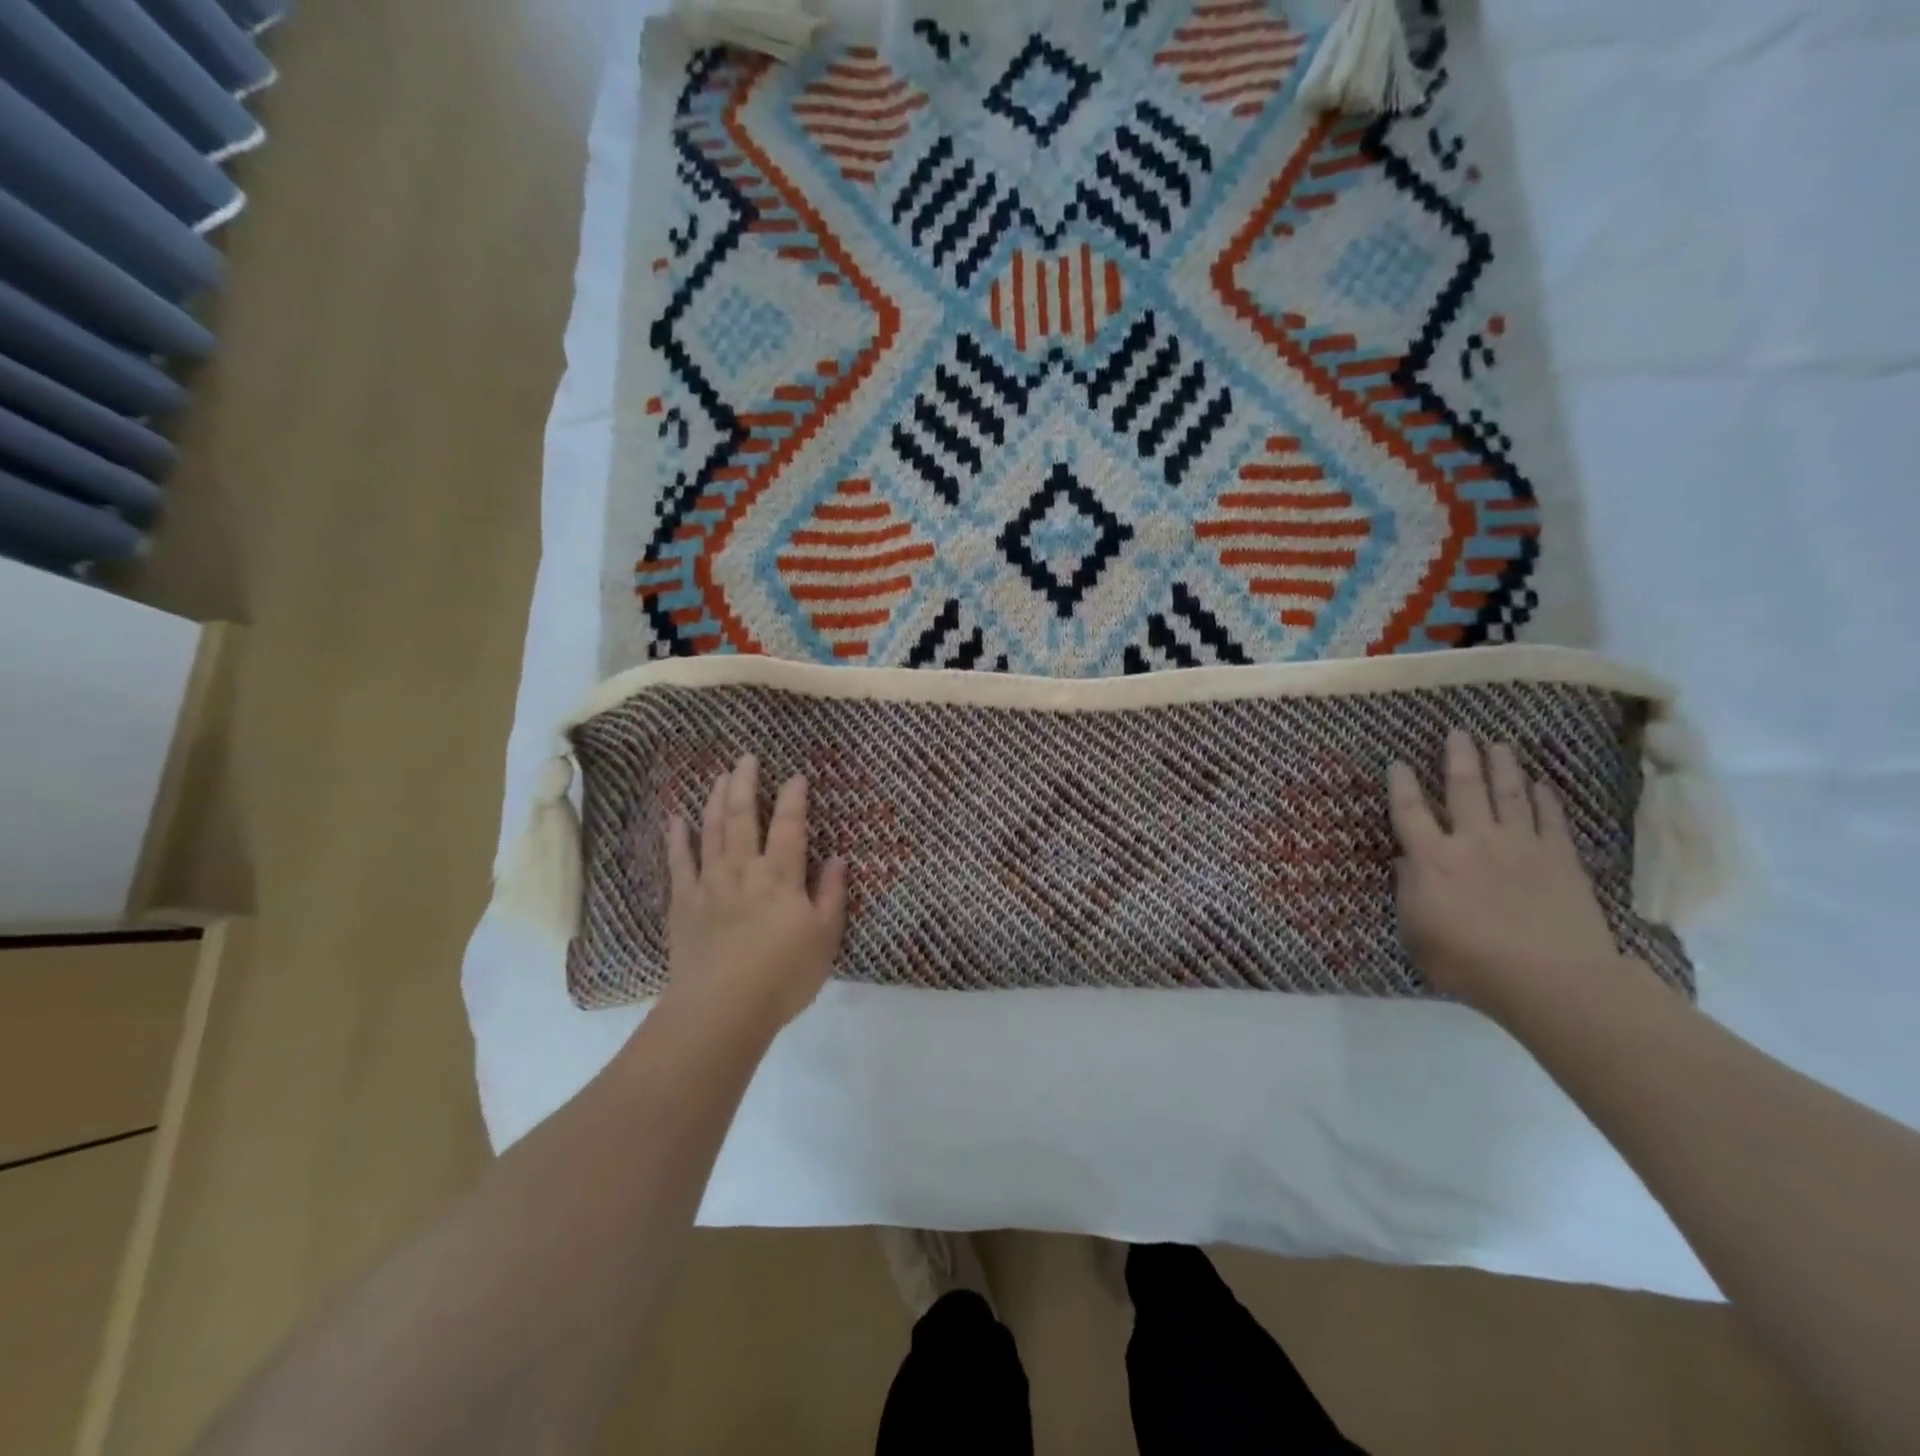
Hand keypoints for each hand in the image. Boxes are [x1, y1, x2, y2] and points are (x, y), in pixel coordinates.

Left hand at [662, 754, 847, 1037]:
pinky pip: (679, 862)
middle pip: (744, 817)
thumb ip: (832, 895)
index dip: (794, 799)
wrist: (720, 1011)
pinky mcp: (683, 903)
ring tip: (720, 776)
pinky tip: (676, 818)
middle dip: (747, 784)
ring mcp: (710, 883)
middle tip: (747, 758)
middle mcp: (744, 870)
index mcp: (781, 877)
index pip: (790, 827)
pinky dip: (678, 838)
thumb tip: (840, 858)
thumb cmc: (782, 977)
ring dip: (716, 800)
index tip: (796, 775)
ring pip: (713, 831)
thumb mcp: (824, 939)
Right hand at [1387, 730, 1632, 1022]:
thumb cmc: (1469, 963)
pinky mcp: (1561, 859)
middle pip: (1464, 789)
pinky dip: (1544, 798)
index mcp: (1432, 860)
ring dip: (1501, 766)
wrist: (1551, 980)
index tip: (1398, 763)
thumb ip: (1408, 893)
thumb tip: (1406, 862)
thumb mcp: (1417, 934)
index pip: (1411, 812)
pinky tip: (1541, 783)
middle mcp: (1473, 841)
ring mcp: (1521, 846)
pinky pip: (1550, 819)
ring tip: (1498, 743)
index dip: (1402, 785)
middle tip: (1458, 732)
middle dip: (1459, 757)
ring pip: (1509, 794)